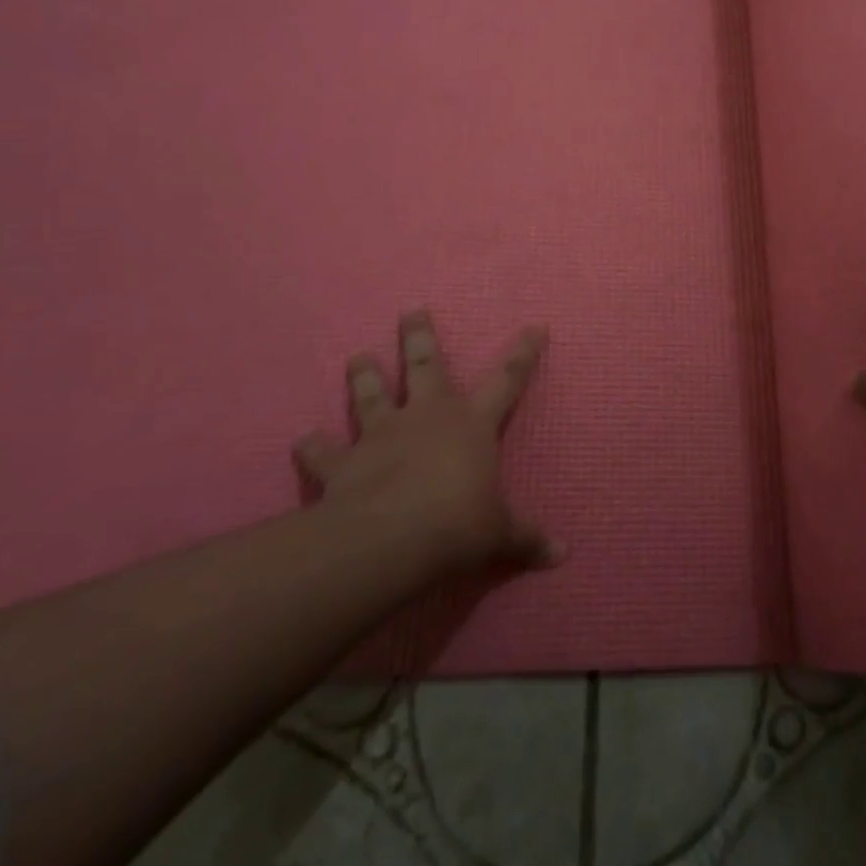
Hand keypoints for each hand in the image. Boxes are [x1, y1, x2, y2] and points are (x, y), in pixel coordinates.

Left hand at [295, 310, 553, 574]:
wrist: (390, 540)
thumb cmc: (457, 525)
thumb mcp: (500, 534)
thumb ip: (526, 538)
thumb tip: (562, 555)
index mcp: (471, 423)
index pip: (507, 378)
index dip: (523, 353)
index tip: (535, 327)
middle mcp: (427, 416)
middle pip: (425, 365)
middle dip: (419, 337)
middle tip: (412, 311)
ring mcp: (382, 434)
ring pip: (371, 394)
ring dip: (364, 375)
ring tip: (357, 356)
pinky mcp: (344, 462)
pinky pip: (324, 451)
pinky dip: (312, 446)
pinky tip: (302, 441)